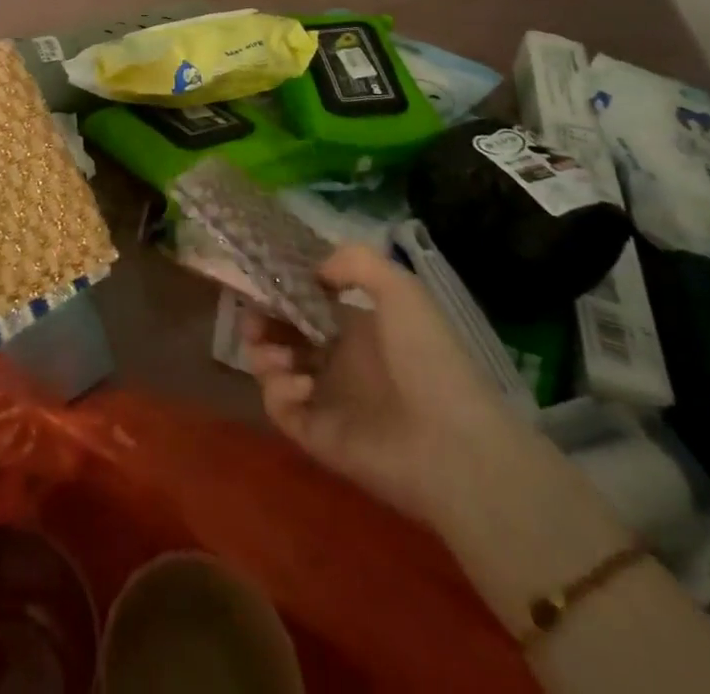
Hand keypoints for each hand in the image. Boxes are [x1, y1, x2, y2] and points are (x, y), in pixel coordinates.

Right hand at [241, 243, 519, 520]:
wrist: (456, 446)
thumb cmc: (429, 359)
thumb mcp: (402, 290)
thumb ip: (355, 262)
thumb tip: (314, 271)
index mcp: (356, 328)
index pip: (306, 303)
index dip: (282, 291)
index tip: (264, 281)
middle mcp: (337, 360)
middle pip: (281, 334)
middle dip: (260, 322)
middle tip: (254, 321)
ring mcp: (326, 399)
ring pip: (272, 370)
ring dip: (263, 355)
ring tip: (278, 356)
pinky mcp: (317, 436)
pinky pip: (280, 409)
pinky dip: (279, 391)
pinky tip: (302, 385)